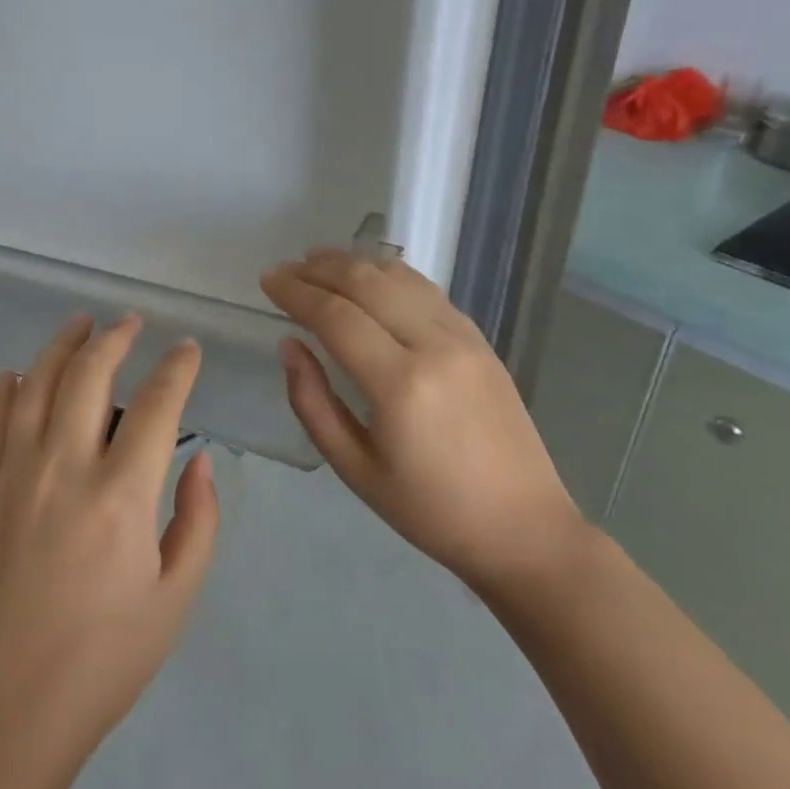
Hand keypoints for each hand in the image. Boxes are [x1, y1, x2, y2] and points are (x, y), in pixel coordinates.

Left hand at [0, 315, 219, 787]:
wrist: (3, 710)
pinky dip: (5, 389)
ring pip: (36, 384)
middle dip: (115, 338)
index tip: (187, 349)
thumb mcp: (174, 599)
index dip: (177, 369)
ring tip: (79, 323)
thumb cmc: (101, 662)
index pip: (157, 406)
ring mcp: (14, 475)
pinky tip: (17, 375)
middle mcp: (64, 467)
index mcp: (121, 495)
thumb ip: (197, 522)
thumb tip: (199, 462)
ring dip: (61, 346)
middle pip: (89, 375)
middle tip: (131, 321)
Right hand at [260, 250, 584, 600]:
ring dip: (355, 262)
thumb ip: (312, 402)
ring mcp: (464, 338)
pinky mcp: (481, 341)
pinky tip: (369, 277)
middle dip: (320, 268)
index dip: (296, 292)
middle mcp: (434, 346)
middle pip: (368, 283)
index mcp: (400, 385)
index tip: (268, 280)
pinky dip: (390, 275)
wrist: (522, 527)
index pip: (336, 316)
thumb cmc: (429, 510)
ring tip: (318, 261)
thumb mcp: (354, 468)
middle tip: (287, 269)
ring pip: (400, 278)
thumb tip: (290, 345)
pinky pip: (427, 291)